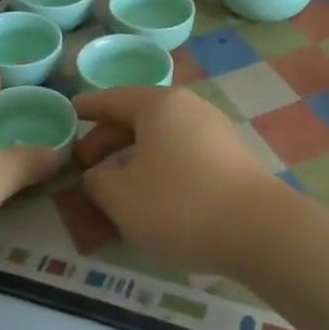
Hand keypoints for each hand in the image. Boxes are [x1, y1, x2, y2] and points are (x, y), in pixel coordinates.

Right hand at [73, 87, 297, 276]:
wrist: (259, 230)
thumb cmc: (180, 205)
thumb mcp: (122, 198)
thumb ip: (98, 183)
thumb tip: (96, 175)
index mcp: (159, 105)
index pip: (114, 99)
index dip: (88, 107)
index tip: (69, 112)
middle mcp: (189, 107)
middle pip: (139, 117)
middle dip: (108, 139)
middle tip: (84, 164)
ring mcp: (215, 130)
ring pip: (163, 136)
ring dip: (135, 155)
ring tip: (117, 183)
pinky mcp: (232, 157)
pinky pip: (183, 152)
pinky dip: (160, 165)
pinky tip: (155, 193)